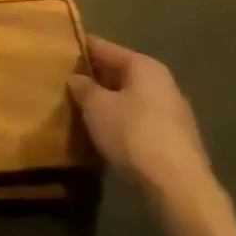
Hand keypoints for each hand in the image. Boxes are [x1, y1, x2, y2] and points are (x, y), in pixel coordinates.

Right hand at [68, 37, 213, 202]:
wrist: (178, 188)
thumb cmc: (133, 134)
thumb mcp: (96, 106)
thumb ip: (83, 87)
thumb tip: (77, 78)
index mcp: (144, 66)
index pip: (104, 47)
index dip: (80, 48)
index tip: (57, 50)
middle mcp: (162, 83)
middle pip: (119, 72)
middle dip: (94, 76)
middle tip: (63, 81)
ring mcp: (172, 112)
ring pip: (130, 97)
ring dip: (107, 101)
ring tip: (79, 107)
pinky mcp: (174, 140)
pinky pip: (138, 119)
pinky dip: (120, 120)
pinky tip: (103, 131)